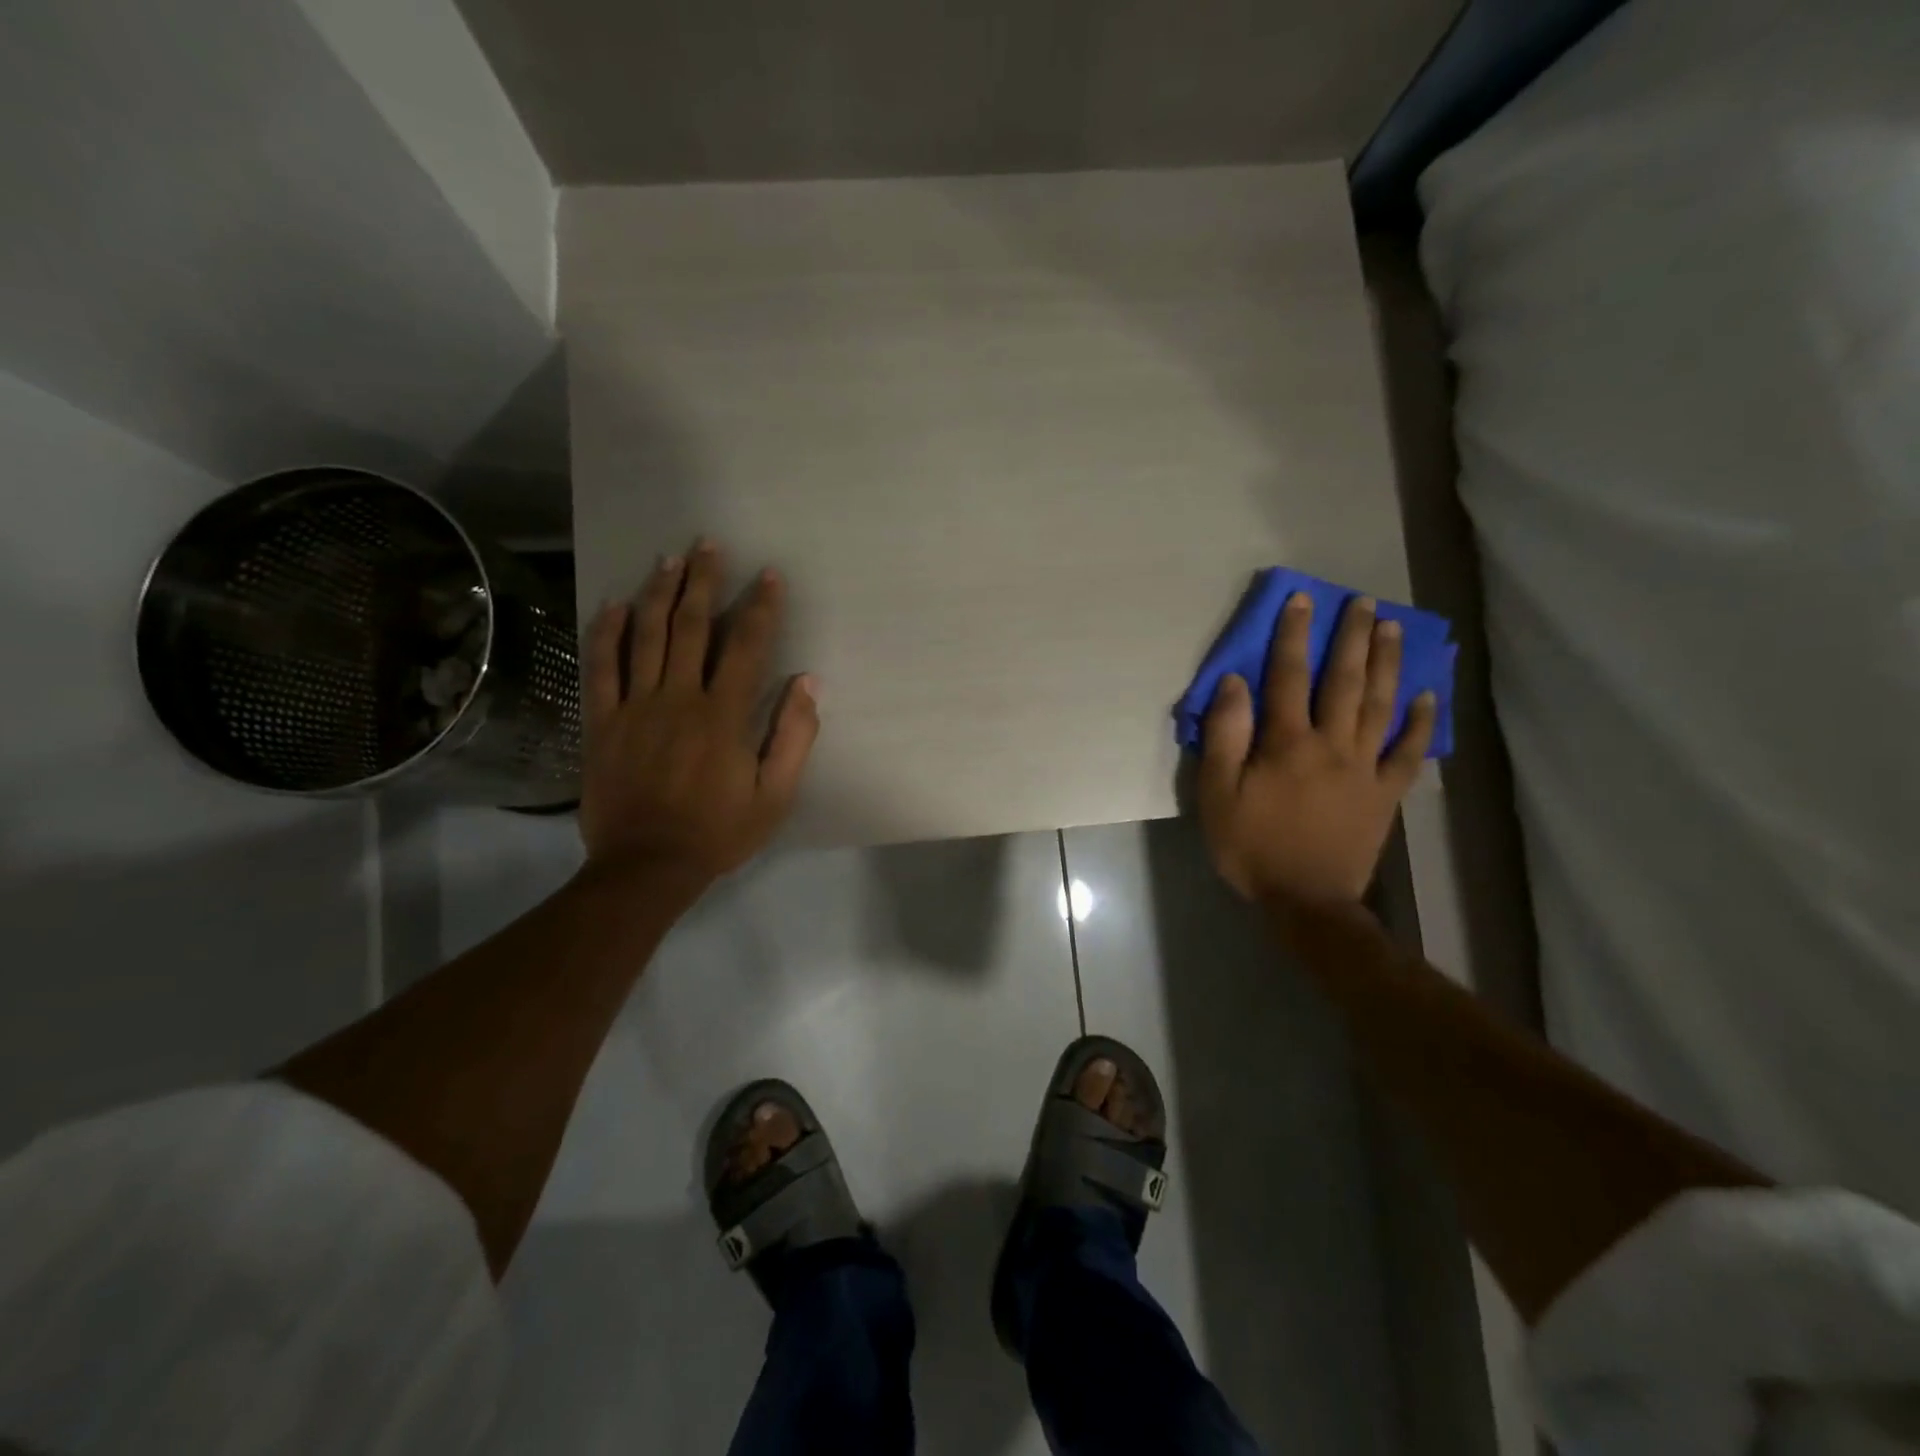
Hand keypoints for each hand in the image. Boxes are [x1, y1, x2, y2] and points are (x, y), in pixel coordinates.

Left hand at [580, 541, 819, 888]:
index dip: (760, 607)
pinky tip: (615, 605)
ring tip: (669, 559)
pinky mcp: (602, 722)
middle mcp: (679, 698)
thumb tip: (807, 684)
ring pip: (646, 637)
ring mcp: (635, 707)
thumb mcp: (775, 795)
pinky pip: (601, 668)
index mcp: (723, 715)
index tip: (769, 575)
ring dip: (659, 593)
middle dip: (703, 582)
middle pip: (692, 627)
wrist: (647, 866)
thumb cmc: (718, 832)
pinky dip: (607, 634)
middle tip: (709, 544)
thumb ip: (794, 737)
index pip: (747, 646)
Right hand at [1198, 592, 1434, 905]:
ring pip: (1380, 706)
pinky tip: (1427, 696)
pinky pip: (1408, 753)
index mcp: (1287, 743)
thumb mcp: (1218, 795)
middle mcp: (1332, 745)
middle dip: (1352, 638)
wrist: (1306, 902)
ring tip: (1395, 629)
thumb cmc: (1252, 847)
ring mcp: (1365, 768)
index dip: (1293, 635)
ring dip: (1387, 664)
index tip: (1301, 600)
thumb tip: (1234, 683)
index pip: (1288, 676)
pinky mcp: (1386, 794)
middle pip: (1344, 681)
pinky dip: (1420, 723)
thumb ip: (1225, 737)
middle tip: (1365, 602)